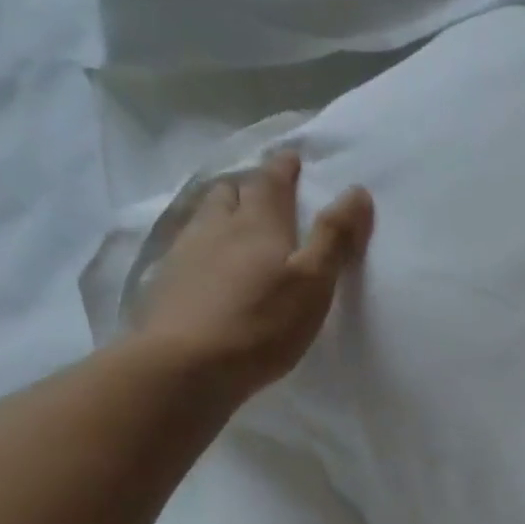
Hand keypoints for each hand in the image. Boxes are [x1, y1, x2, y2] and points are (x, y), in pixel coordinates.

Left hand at [135, 150, 374, 408]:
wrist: (188, 365)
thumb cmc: (262, 324)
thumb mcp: (313, 283)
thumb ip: (334, 238)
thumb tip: (357, 191)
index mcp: (258, 223)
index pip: (272, 182)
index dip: (284, 168)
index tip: (293, 158)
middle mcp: (217, 227)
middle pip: (230, 193)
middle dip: (248, 188)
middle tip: (262, 193)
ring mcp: (186, 254)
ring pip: (204, 218)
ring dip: (221, 214)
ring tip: (232, 225)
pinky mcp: (167, 284)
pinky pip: (186, 251)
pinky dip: (202, 248)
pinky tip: (206, 266)